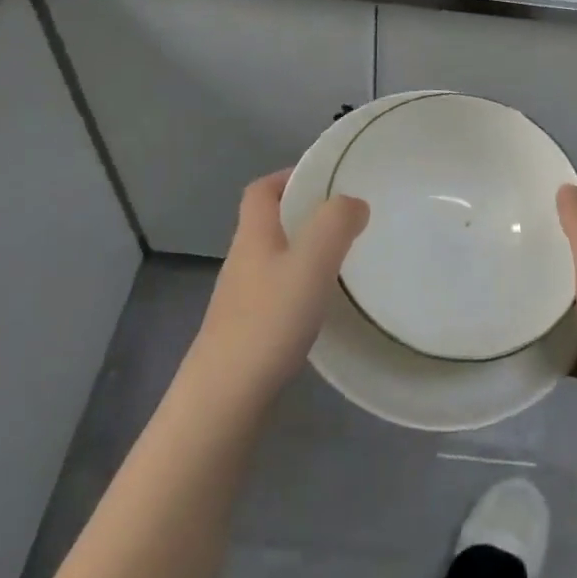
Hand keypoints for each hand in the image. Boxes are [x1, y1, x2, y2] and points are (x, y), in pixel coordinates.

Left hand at [186, 170, 368, 406]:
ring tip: (342, 258)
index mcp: (254, 235)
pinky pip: (276, 293)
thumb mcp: (311, 262)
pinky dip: (300, 287)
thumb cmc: (268, 321)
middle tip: (344, 218)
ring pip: (274, 259)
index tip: (325, 178)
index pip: (261, 190)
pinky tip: (322, 305)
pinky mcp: (246, 333)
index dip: (288, 176)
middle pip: (268, 223)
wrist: (223, 401)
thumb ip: (335, 223)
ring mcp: (241, 300)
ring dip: (304, 251)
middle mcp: (243, 261)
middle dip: (303, 213)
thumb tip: (353, 202)